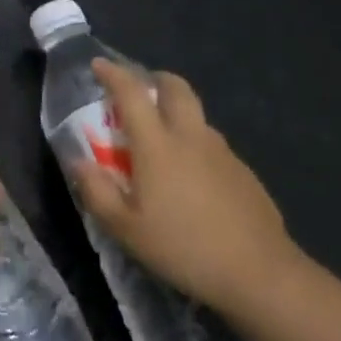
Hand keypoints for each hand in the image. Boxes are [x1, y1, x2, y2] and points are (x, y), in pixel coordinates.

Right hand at [72, 60, 300, 313]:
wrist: (261, 275)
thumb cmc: (183, 248)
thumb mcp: (126, 229)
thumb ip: (97, 192)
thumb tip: (79, 162)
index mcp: (157, 144)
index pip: (131, 93)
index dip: (113, 74)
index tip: (99, 65)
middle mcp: (190, 137)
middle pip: (176, 88)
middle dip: (155, 79)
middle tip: (141, 90)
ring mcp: (222, 153)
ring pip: (197, 117)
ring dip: (178, 114)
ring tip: (165, 141)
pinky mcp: (244, 173)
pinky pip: (214, 146)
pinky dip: (197, 146)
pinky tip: (194, 179)